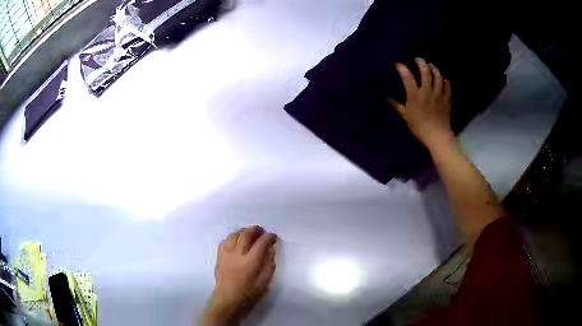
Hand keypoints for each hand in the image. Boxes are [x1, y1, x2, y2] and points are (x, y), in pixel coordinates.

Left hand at [204, 226, 277, 325]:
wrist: (228, 299)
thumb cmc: (249, 293)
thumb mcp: (265, 281)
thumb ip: (269, 264)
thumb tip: (270, 251)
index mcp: (250, 262)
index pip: (261, 243)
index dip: (269, 237)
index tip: (273, 237)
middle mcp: (237, 254)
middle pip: (245, 235)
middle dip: (255, 230)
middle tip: (261, 231)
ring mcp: (226, 254)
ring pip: (233, 235)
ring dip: (243, 231)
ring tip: (249, 234)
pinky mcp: (219, 257)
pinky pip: (224, 241)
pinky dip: (232, 238)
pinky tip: (236, 241)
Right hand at [387, 58, 452, 146]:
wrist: (437, 136)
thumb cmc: (419, 127)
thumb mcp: (406, 116)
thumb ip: (397, 105)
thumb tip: (387, 98)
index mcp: (415, 95)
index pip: (408, 77)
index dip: (402, 69)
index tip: (399, 65)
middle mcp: (427, 91)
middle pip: (425, 72)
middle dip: (421, 63)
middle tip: (419, 59)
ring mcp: (438, 94)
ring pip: (438, 77)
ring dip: (434, 69)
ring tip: (431, 65)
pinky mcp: (447, 99)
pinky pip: (447, 87)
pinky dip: (445, 81)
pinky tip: (444, 79)